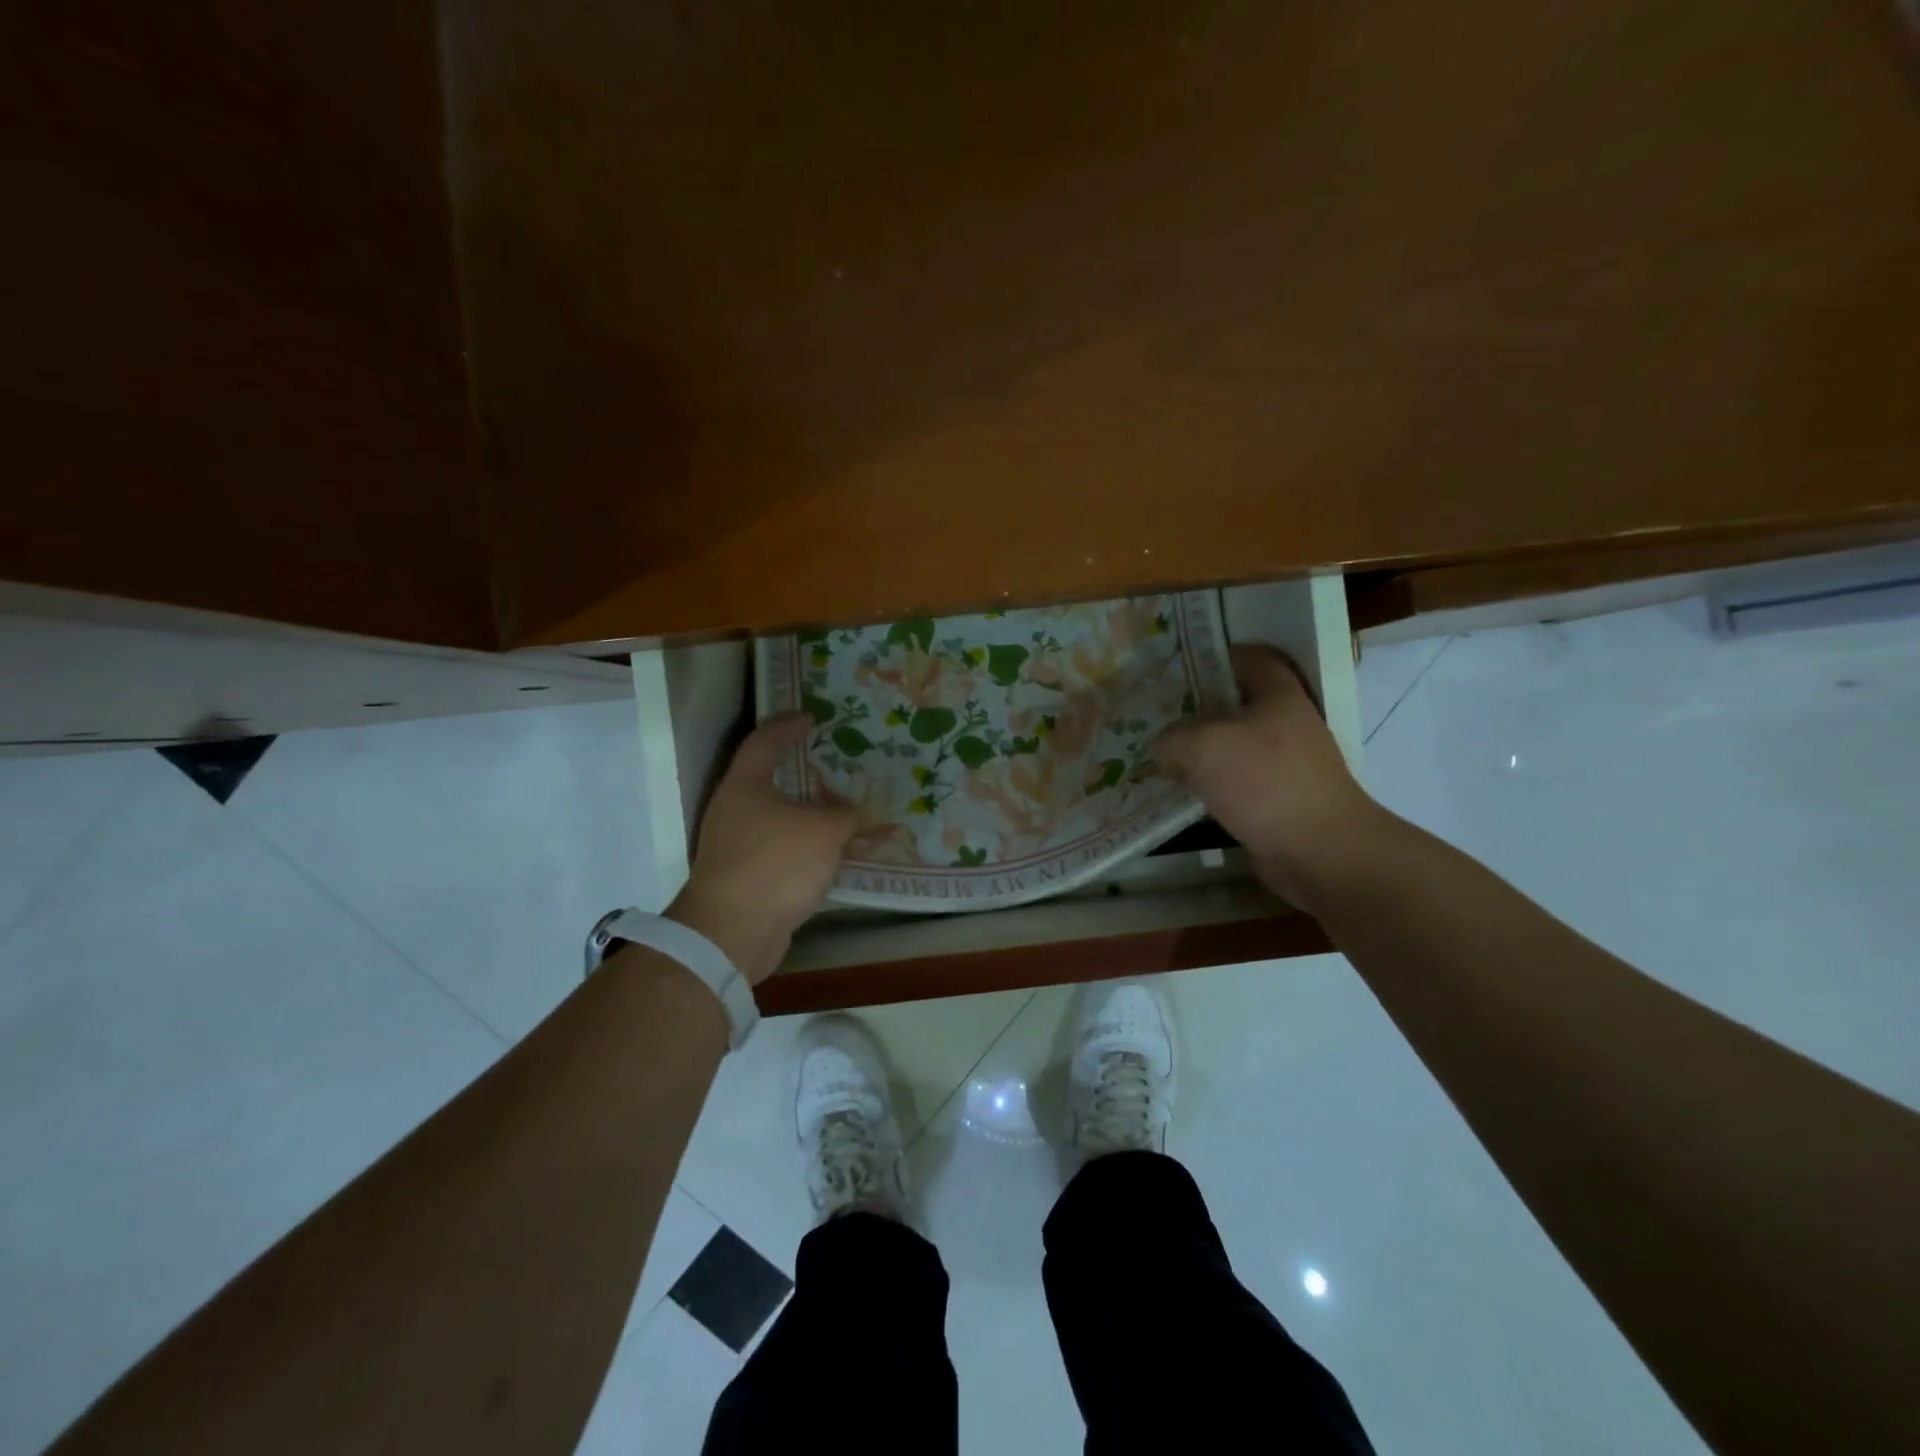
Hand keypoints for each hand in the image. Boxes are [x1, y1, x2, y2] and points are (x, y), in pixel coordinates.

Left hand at [666, 715, 859, 983]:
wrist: (732, 933)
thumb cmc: (775, 865)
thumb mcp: (823, 832)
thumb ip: (844, 814)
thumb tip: (851, 813)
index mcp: (745, 785)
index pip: (765, 741)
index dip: (788, 726)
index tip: (811, 718)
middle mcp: (733, 810)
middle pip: (768, 779)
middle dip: (800, 771)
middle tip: (832, 764)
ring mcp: (734, 846)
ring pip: (776, 818)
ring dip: (805, 814)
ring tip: (839, 810)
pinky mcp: (743, 877)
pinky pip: (779, 850)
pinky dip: (803, 846)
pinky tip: (829, 854)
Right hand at [1155, 644, 1388, 911]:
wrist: (1320, 852)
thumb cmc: (1265, 782)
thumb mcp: (1203, 747)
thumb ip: (1172, 738)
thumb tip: (1162, 746)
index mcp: (1279, 695)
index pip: (1251, 658)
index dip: (1217, 655)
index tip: (1178, 665)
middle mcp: (1286, 724)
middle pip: (1238, 703)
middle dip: (1198, 706)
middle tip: (1157, 711)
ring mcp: (1285, 765)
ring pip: (1234, 745)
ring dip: (1200, 749)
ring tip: (1160, 752)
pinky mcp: (1278, 800)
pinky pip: (1235, 782)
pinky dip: (1210, 784)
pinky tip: (1180, 791)